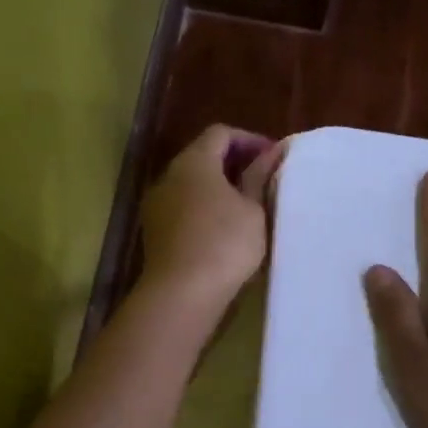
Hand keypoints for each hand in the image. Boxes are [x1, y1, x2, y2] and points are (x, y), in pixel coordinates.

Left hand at [140, 125, 286, 315]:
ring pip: (191, 185)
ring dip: (218, 189)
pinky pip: (183, 208)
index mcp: (194, 162)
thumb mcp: (253, 209)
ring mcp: (157, 205)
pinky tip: (224, 230)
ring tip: (247, 207)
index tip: (272, 158)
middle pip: (202, 157)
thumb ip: (259, 177)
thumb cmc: (224, 244)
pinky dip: (204, 209)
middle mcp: (169, 176)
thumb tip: (271, 153)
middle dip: (233, 163)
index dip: (249, 140)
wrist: (181, 294)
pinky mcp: (155, 232)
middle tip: (263, 180)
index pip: (220, 133)